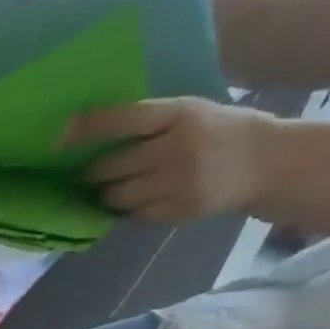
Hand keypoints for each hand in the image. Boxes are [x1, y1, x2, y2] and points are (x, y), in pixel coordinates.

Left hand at [62, 98, 279, 222]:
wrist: (270, 162)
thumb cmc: (219, 132)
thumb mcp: (191, 113)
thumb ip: (150, 124)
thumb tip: (89, 135)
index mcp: (182, 114)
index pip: (124, 119)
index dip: (88, 129)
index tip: (58, 138)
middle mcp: (178, 147)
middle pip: (110, 167)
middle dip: (95, 173)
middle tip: (91, 173)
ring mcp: (179, 182)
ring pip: (117, 196)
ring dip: (108, 194)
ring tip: (116, 187)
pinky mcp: (178, 210)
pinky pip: (134, 215)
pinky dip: (129, 209)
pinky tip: (140, 200)